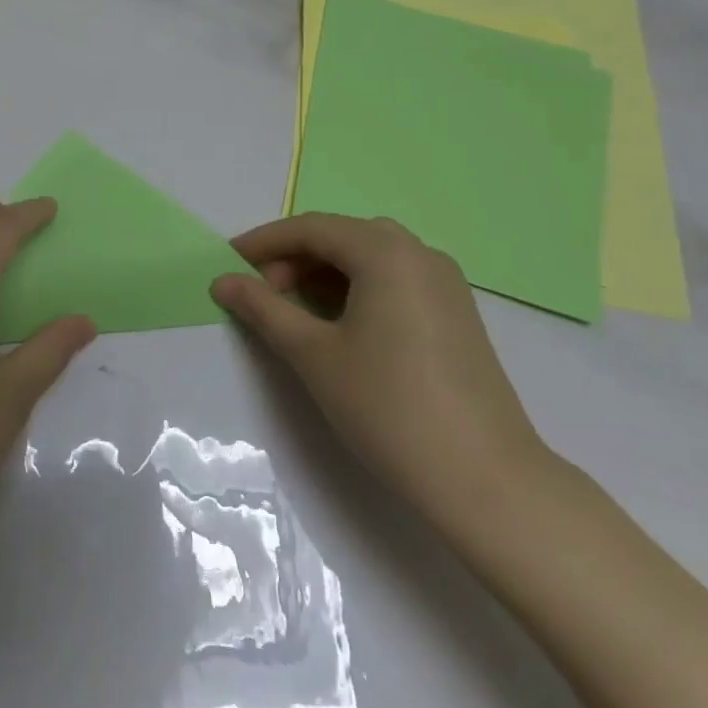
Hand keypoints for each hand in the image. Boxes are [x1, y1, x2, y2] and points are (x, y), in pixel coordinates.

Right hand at [211, 213, 551, 529]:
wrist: (484, 479)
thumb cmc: (387, 407)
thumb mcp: (313, 354)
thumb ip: (263, 309)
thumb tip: (223, 281)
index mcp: (385, 252)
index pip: (311, 228)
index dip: (264, 242)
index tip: (227, 262)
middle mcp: (419, 253)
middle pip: (342, 237)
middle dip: (294, 258)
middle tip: (261, 294)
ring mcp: (445, 283)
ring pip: (369, 258)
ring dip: (325, 274)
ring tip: (294, 312)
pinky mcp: (456, 313)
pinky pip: (395, 280)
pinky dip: (357, 289)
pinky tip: (340, 325)